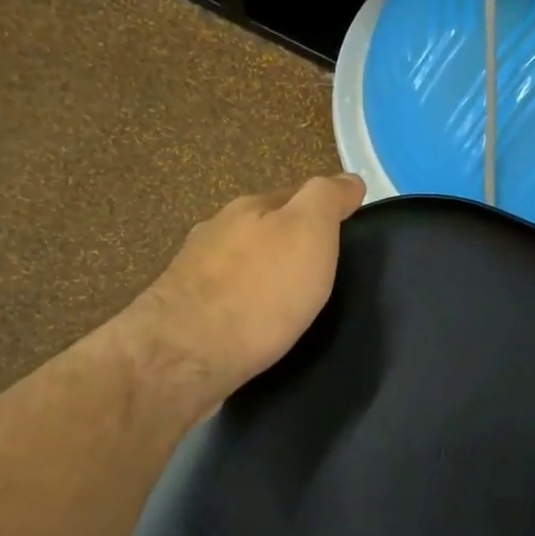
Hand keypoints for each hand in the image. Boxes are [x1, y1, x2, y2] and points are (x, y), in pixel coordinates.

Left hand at [125, 174, 365, 409]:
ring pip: (243, 264)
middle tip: (325, 270)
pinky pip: (227, 299)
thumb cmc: (260, 291)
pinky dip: (246, 305)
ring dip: (266, 275)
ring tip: (292, 302)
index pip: (298, 194)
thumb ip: (328, 199)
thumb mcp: (309, 232)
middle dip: (293, 243)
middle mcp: (217, 230)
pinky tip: (257, 324)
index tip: (349, 233)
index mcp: (250, 207)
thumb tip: (350, 179)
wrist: (186, 356)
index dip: (326, 210)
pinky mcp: (184, 313)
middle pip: (266, 227)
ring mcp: (194, 271)